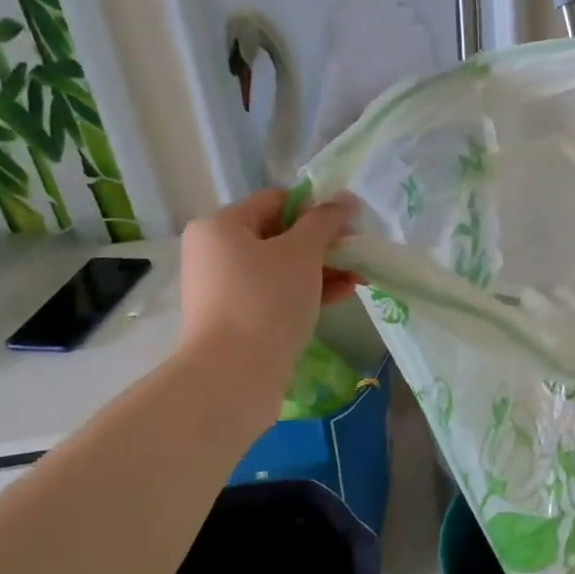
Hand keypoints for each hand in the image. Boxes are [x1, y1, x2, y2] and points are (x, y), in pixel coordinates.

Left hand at [177, 190, 359, 372]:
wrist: (233, 375)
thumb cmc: (265, 299)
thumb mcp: (302, 252)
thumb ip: (324, 221)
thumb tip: (345, 198)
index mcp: (220, 226)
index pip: (275, 201)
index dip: (315, 206)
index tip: (349, 222)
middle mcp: (216, 253)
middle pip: (279, 234)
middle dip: (323, 242)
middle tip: (357, 250)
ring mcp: (225, 289)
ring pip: (282, 267)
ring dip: (322, 268)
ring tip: (359, 276)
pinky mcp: (238, 319)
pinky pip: (277, 294)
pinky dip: (308, 290)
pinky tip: (344, 293)